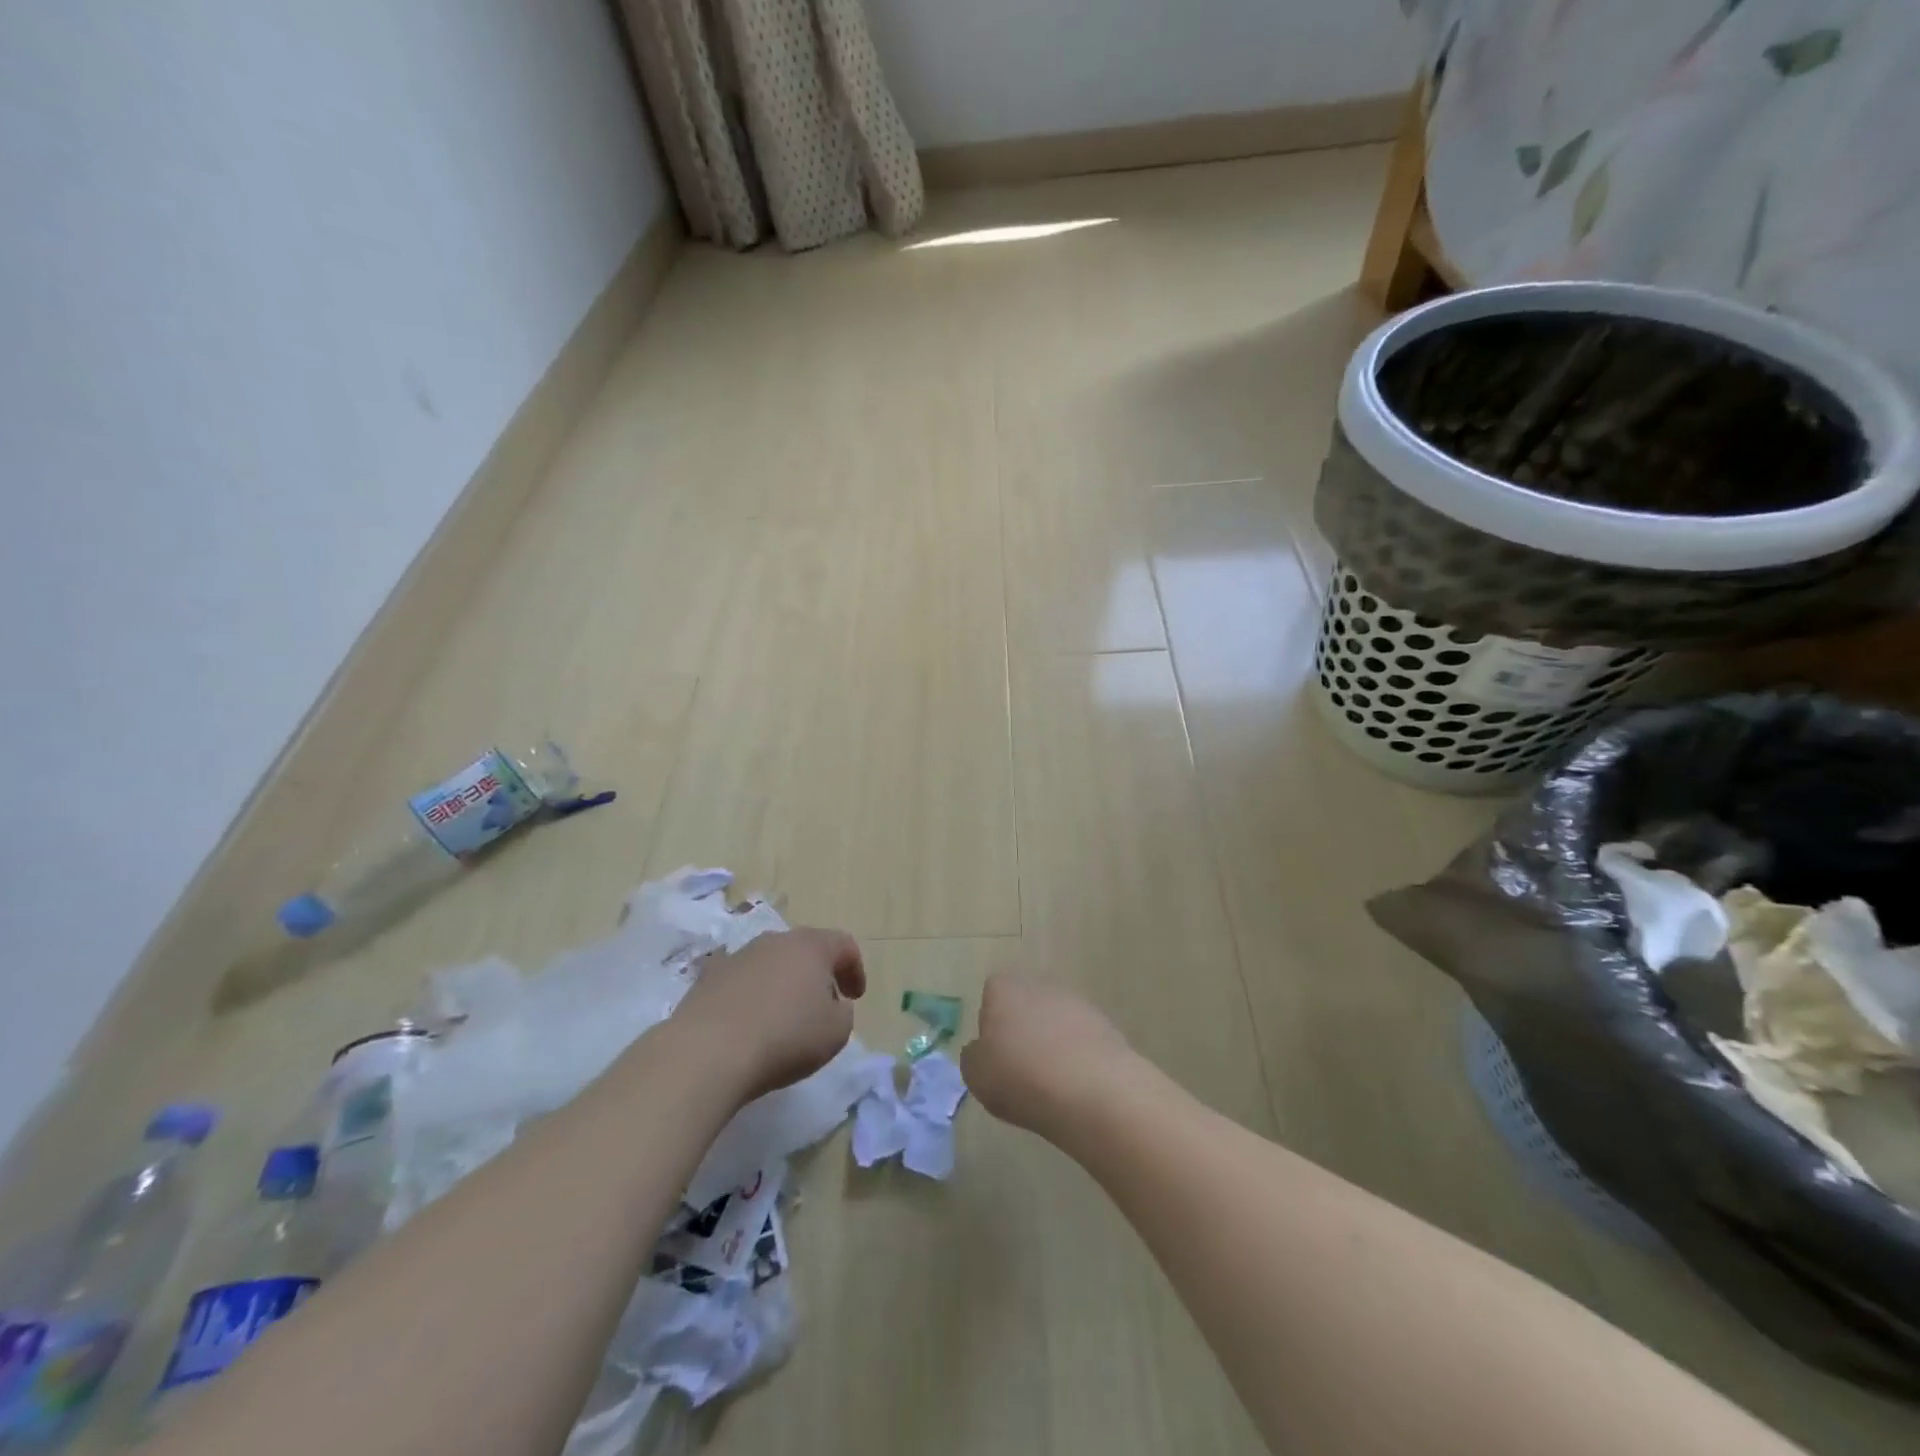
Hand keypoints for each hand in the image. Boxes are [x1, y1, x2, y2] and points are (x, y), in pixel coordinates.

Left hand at [677, 927, 865, 1100]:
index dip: (854, 968)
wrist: (708, 1052)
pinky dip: (750, 997)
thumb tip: (832, 1005)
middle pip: (804, 949)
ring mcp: (737, 956)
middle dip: (816, 974)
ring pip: (770, 963)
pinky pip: (740, 982)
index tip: (855, 997)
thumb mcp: (836, 1032)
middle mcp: (774, 941)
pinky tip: (748, 1025)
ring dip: (782, 984)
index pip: (843, 944)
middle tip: (822, 1005)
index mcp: (811, 946)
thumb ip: (843, 1012)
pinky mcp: (707, 978)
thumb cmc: (785, 1037)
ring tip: (782, 1018)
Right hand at [961, 974, 1136, 1138]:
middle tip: (1021, 1070)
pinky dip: (1077, 1057)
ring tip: (1051, 1084)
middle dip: (1023, 1031)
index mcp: (1004, 988)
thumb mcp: (975, 1074)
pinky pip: (1080, 1040)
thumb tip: (983, 1050)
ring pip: (1055, 1021)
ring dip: (1052, 1044)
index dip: (991, 1025)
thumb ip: (973, 1056)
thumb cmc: (1020, 1077)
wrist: (1090, 1089)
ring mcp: (1076, 1002)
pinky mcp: (1104, 1024)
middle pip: (1025, 1005)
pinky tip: (1076, 1085)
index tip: (995, 1056)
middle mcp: (1039, 985)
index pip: (991, 995)